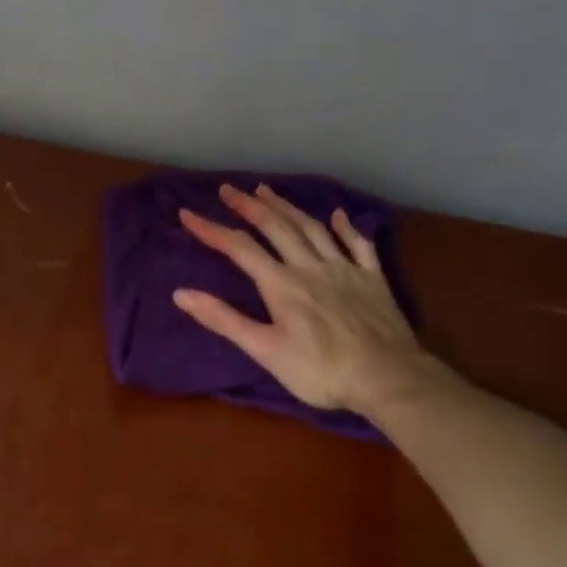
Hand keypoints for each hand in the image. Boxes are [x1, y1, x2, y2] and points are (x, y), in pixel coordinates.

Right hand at [173, 183, 446, 420]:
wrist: (385, 377)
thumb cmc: (318, 370)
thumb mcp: (264, 350)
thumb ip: (224, 320)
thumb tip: (181, 294)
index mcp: (281, 284)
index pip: (239, 248)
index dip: (212, 229)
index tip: (187, 214)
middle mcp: (310, 266)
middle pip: (276, 227)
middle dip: (250, 206)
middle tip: (229, 189)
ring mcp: (345, 269)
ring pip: (312, 228)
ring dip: (288, 208)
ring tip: (269, 191)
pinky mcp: (372, 279)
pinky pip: (357, 244)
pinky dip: (345, 226)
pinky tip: (338, 215)